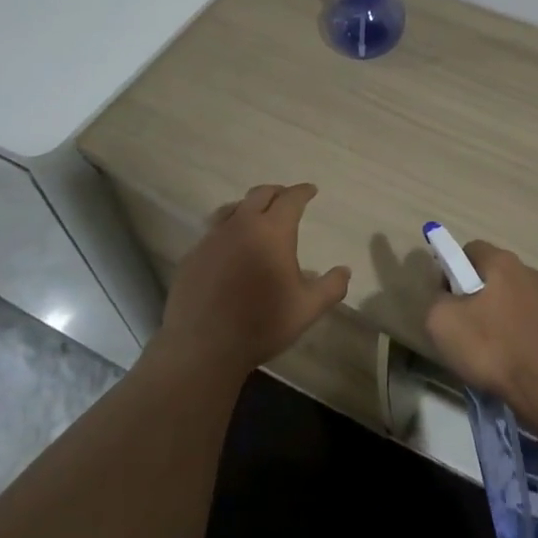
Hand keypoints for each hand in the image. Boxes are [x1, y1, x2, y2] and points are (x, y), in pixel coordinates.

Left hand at [161, 183, 350, 374]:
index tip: (311, 190)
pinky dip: (228, 230)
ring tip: (256, 217)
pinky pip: (213, 232)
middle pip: (259, 195)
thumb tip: (344, 271)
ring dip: (248, 207)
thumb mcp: (307, 309)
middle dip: (276, 192)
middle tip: (286, 197)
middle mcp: (241, 226)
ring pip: (232, 209)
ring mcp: (212, 239)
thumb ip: (331, 287)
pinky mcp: (192, 256)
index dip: (302, 192)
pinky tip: (230, 248)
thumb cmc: (262, 324)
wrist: (203, 347)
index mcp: (272, 232)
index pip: (290, 199)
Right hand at [424, 240, 537, 423]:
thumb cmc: (491, 348)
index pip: (470, 250)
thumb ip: (437, 299)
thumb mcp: (442, 322)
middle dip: (475, 294)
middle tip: (463, 325)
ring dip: (497, 315)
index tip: (447, 299)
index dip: (452, 270)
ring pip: (512, 299)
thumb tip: (446, 296)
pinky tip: (510, 358)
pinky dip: (516, 333)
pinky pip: (528, 321)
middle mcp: (529, 272)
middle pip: (492, 275)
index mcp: (503, 263)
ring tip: (487, 348)